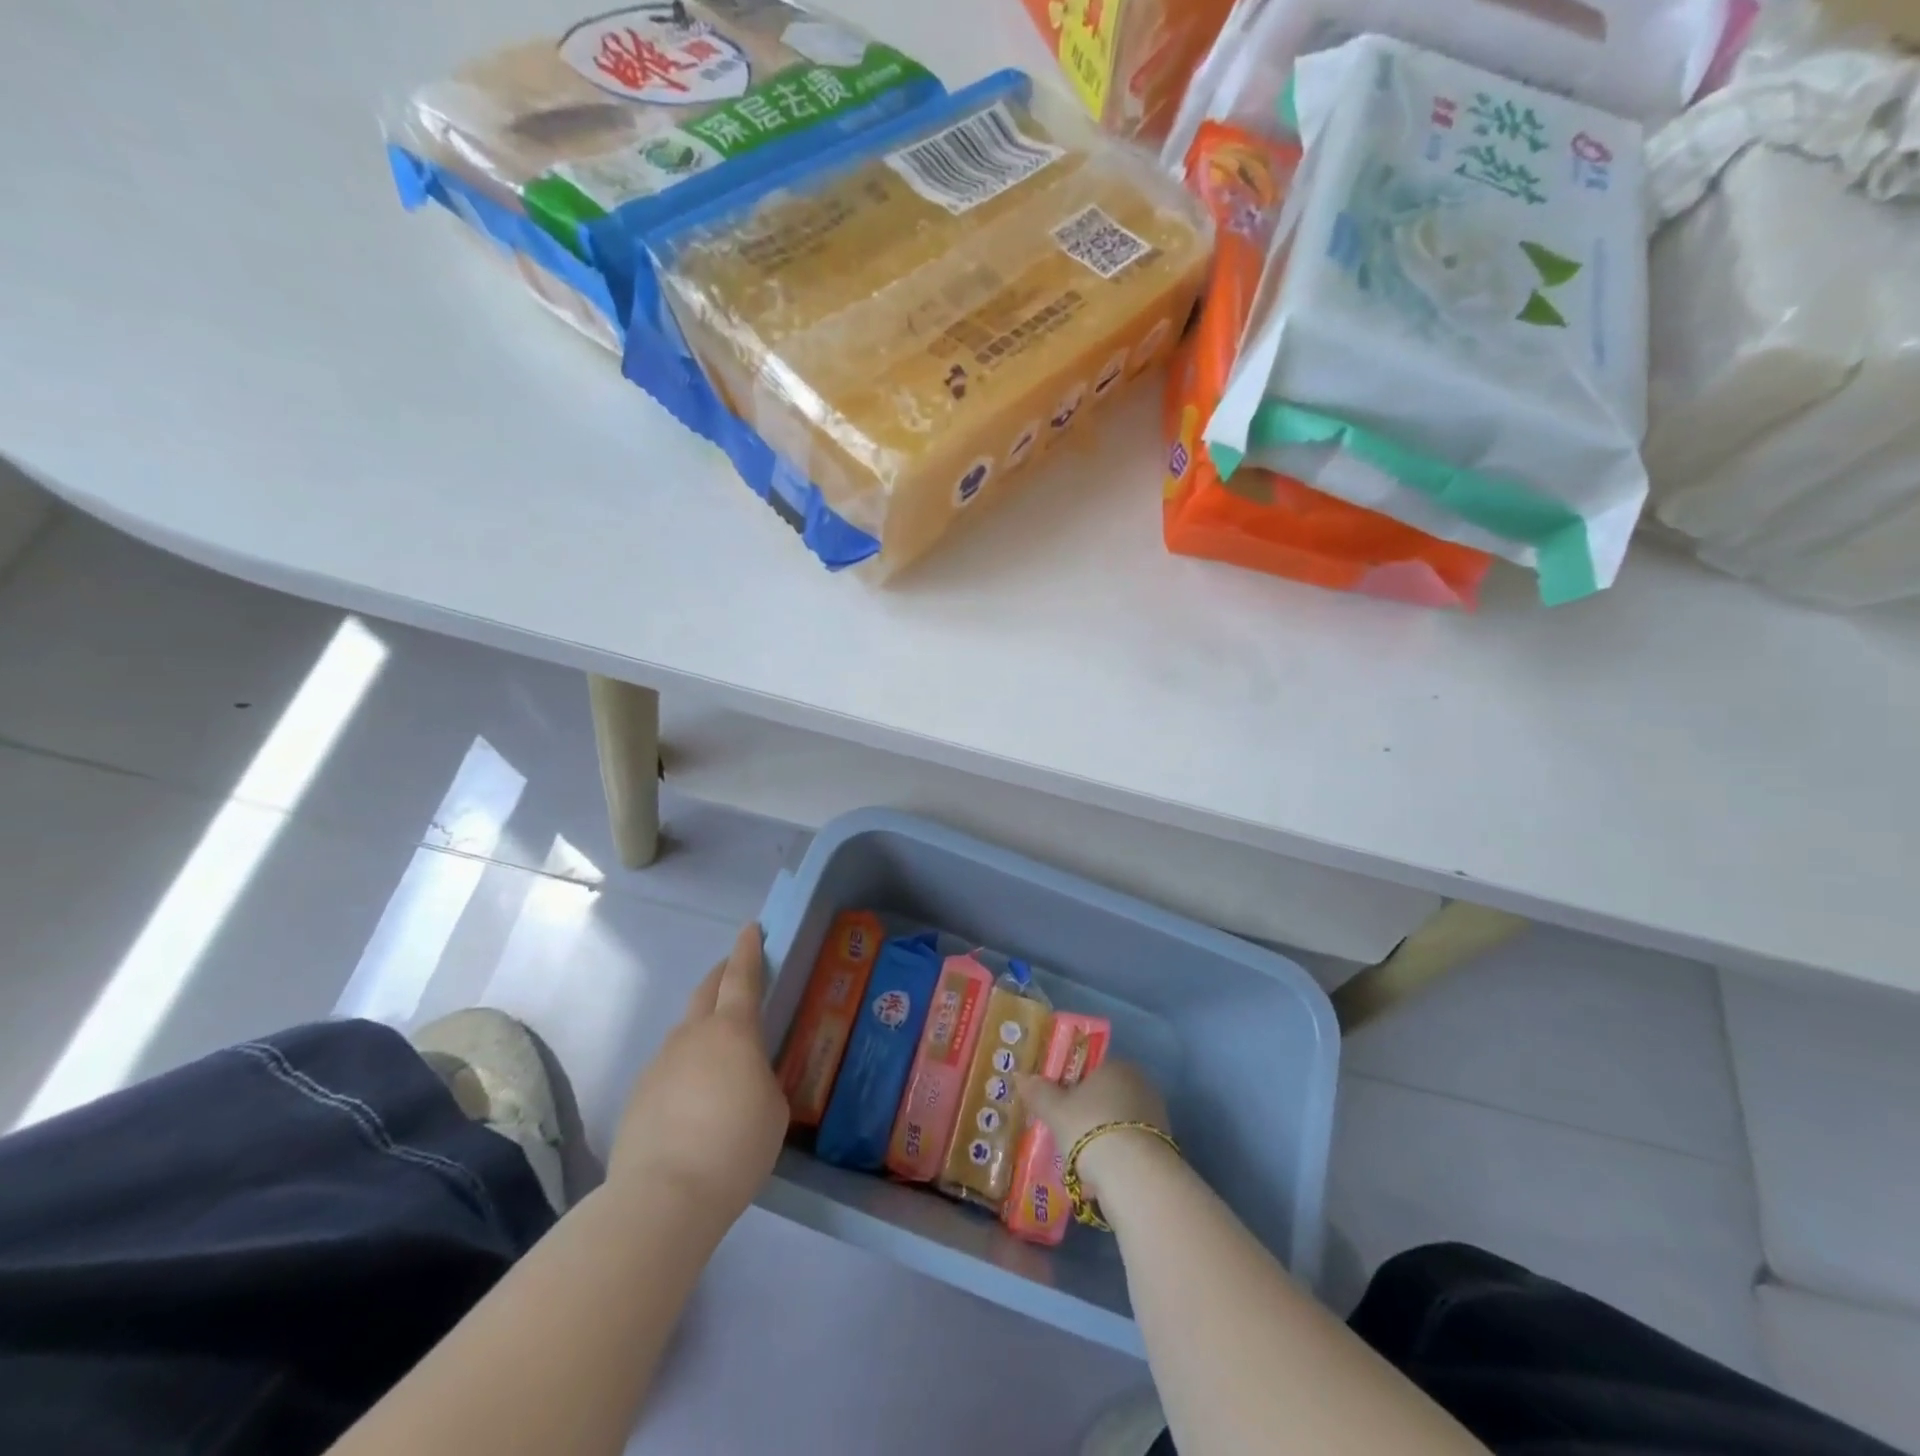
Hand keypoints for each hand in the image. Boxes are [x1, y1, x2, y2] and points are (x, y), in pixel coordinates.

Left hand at [609, 925, 787, 1220]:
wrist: (663, 1197)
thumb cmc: (735, 1146)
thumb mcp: (773, 1108)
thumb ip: (761, 1078)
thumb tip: (743, 1078)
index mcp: (733, 1031)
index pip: (742, 977)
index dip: (749, 950)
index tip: (751, 929)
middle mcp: (692, 1035)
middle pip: (707, 990)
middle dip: (722, 975)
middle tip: (736, 971)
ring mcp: (660, 1062)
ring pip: (685, 1030)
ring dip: (703, 1026)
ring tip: (719, 1052)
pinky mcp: (639, 1094)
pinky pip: (669, 1066)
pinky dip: (685, 1067)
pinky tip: (694, 1099)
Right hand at [1018, 1061, 1171, 1207]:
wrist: (1135, 1175)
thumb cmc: (1090, 1128)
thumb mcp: (1055, 1110)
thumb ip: (1038, 1091)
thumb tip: (1020, 1076)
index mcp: (1115, 1065)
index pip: (1090, 1067)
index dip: (1070, 1084)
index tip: (1056, 1104)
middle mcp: (1140, 1083)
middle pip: (1104, 1096)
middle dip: (1086, 1114)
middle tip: (1064, 1134)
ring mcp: (1155, 1115)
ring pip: (1116, 1123)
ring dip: (1099, 1139)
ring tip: (1079, 1164)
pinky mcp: (1162, 1146)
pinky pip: (1129, 1147)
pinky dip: (1114, 1159)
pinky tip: (1099, 1179)